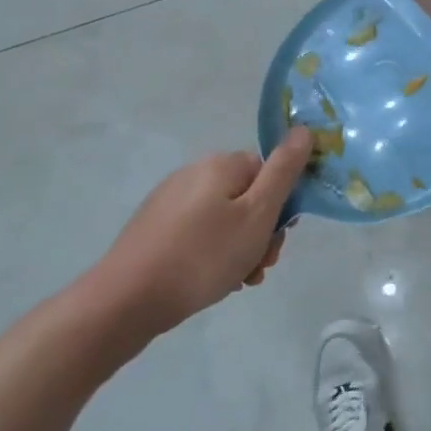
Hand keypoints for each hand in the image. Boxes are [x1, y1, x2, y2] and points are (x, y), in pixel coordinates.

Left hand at [86, 126, 311, 335]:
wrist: (126, 300)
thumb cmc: (204, 255)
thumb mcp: (258, 213)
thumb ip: (284, 170)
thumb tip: (304, 130)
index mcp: (221, 165)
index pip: (271, 171)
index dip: (283, 205)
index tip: (278, 239)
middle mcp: (194, 173)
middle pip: (249, 196)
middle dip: (262, 231)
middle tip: (261, 265)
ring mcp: (170, 200)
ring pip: (226, 218)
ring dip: (242, 247)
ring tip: (239, 280)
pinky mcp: (154, 227)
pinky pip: (201, 233)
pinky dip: (214, 253)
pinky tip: (213, 279)